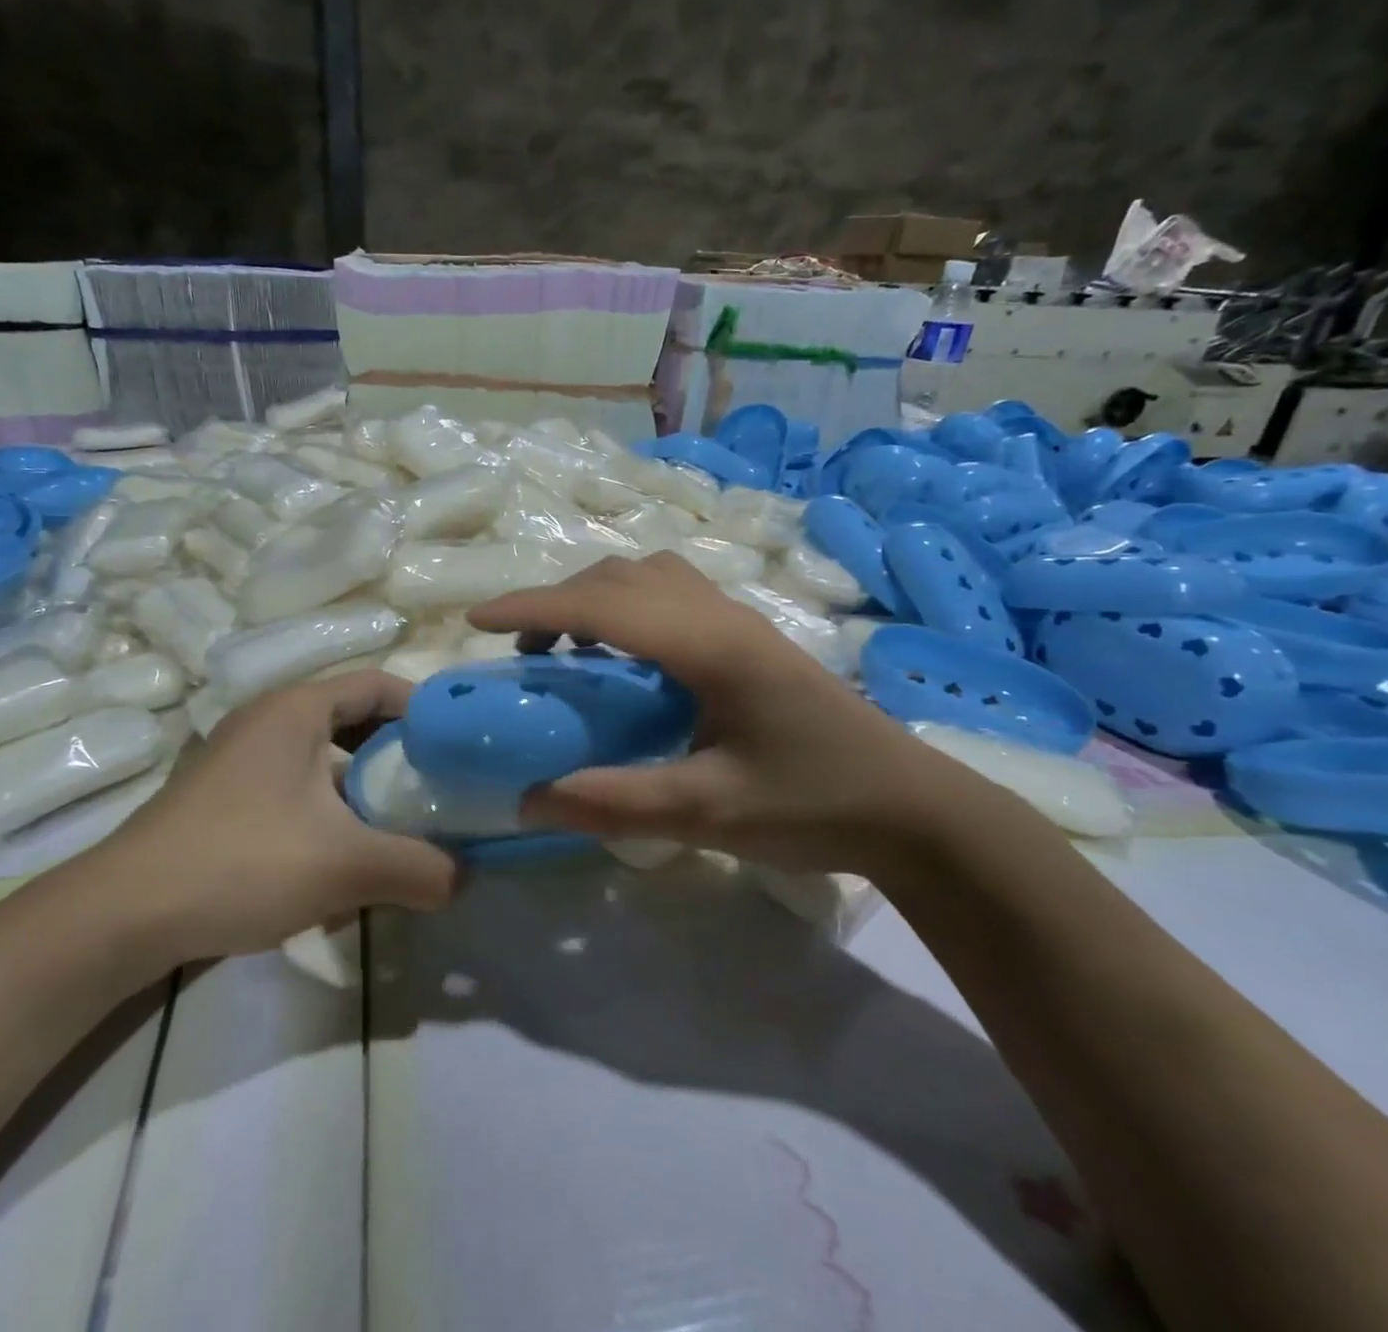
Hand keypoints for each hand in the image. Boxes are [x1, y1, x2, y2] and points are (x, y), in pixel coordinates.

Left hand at [83, 670, 455, 971]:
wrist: (122, 915)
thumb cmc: (242, 861)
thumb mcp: (345, 865)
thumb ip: (418, 867)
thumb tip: (464, 879)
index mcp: (297, 709)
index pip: (379, 684)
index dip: (425, 709)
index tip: (459, 747)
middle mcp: (268, 721)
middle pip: (354, 722)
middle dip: (399, 757)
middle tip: (436, 791)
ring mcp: (241, 759)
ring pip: (325, 762)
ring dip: (364, 792)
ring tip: (398, 831)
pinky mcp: (225, 798)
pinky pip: (296, 791)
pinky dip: (329, 815)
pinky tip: (341, 865)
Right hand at [468, 552, 958, 877]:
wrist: (910, 807)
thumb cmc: (812, 803)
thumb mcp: (706, 811)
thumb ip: (613, 802)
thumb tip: (527, 798)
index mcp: (709, 645)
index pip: (601, 605)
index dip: (532, 606)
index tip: (476, 619)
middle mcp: (720, 615)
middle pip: (620, 576)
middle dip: (556, 600)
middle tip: (518, 648)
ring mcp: (739, 621)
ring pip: (648, 576)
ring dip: (594, 597)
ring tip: (567, 647)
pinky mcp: (749, 637)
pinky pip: (670, 595)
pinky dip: (626, 607)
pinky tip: (624, 658)